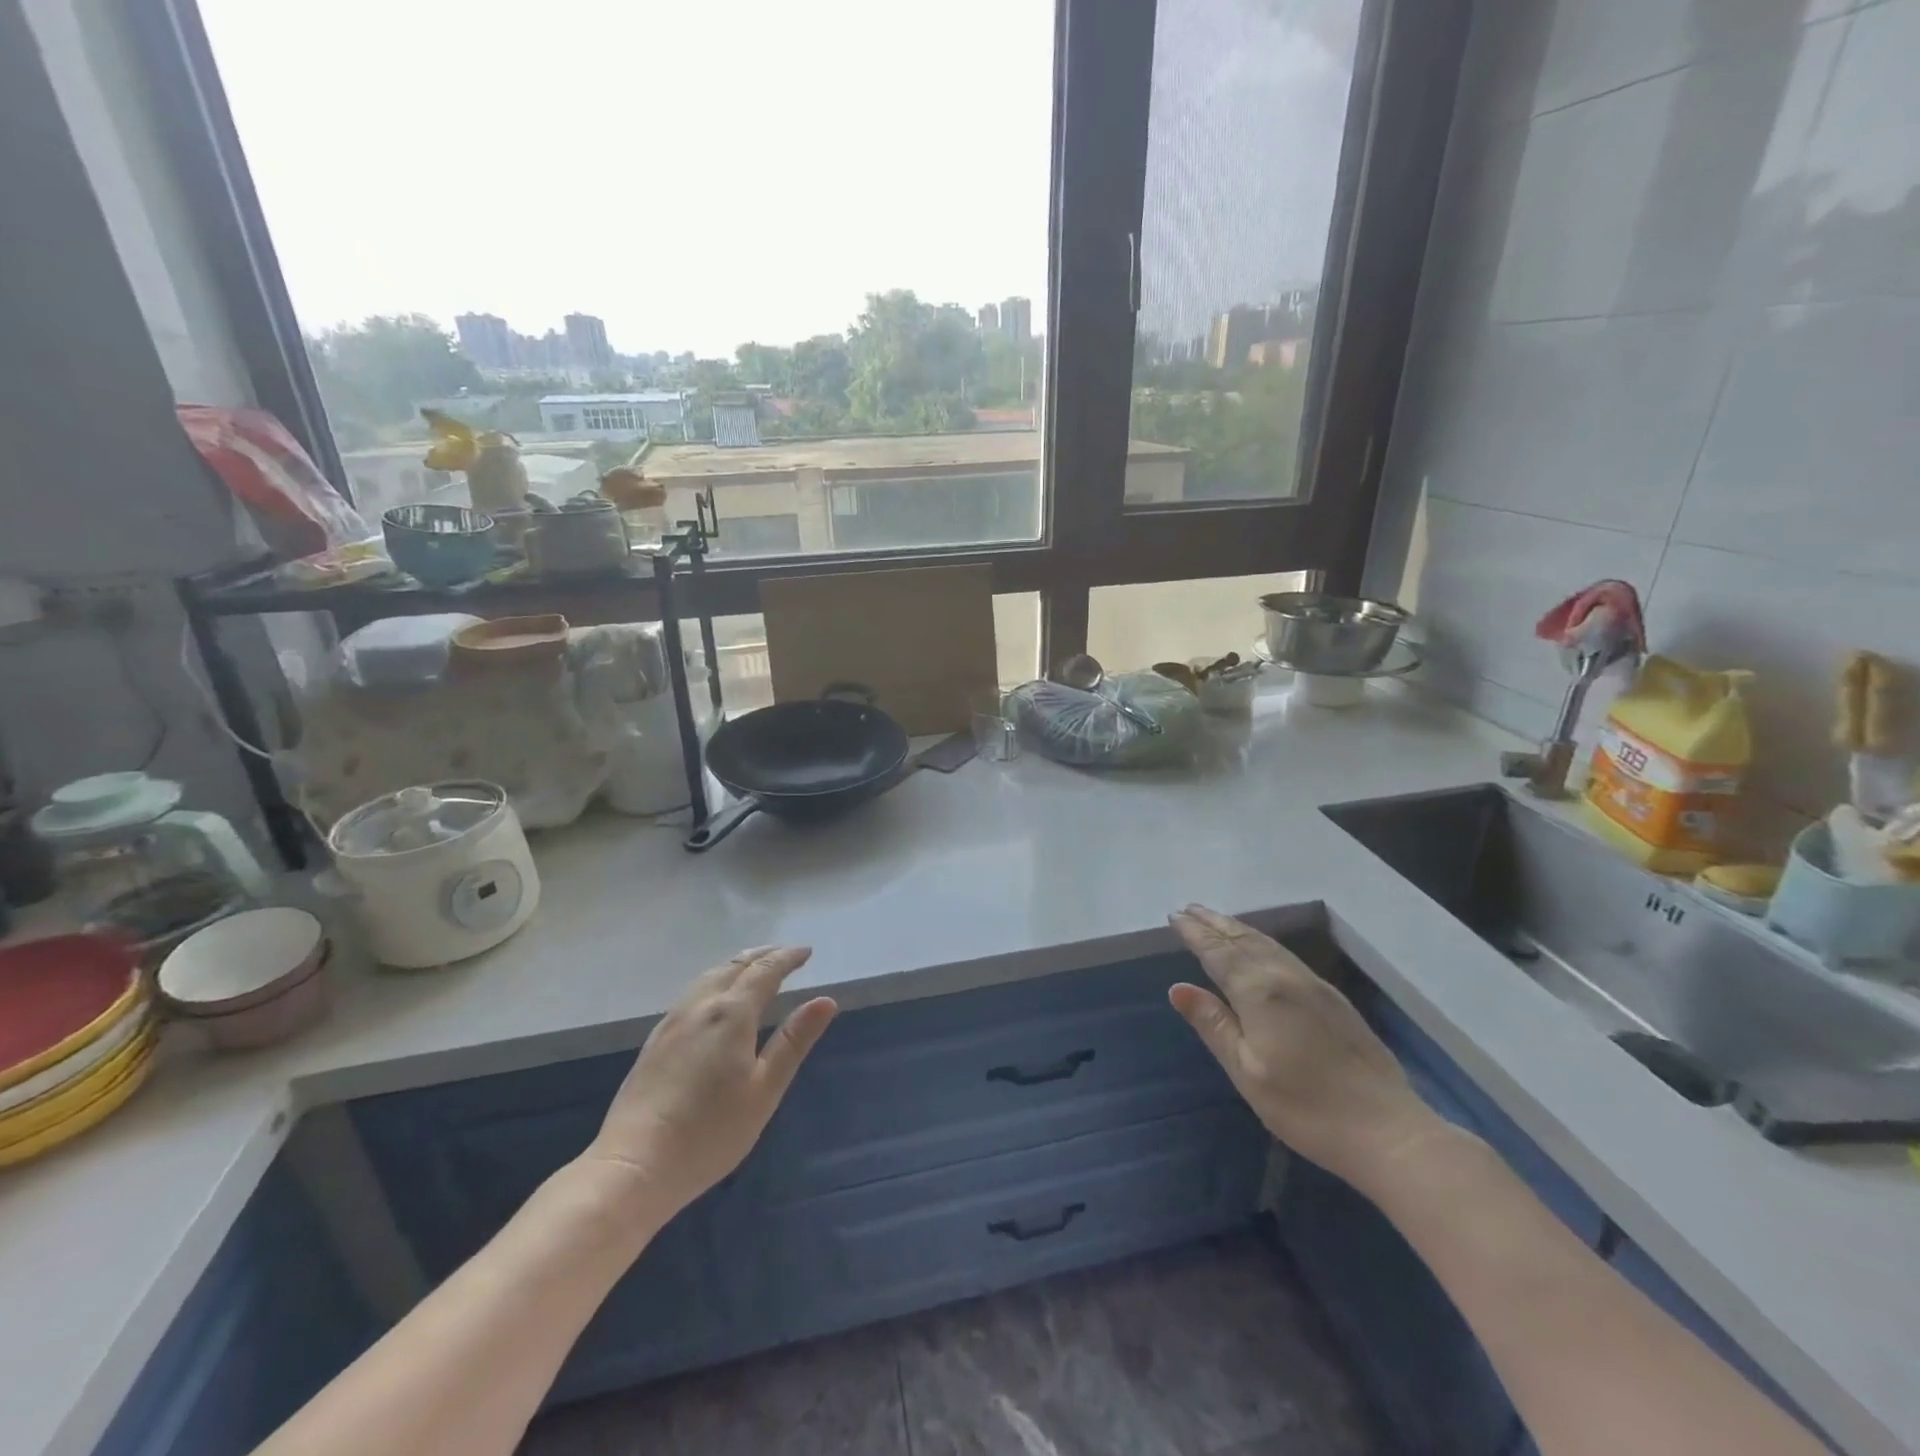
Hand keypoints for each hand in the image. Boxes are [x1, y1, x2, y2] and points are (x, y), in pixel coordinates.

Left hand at [579, 946, 836, 1221]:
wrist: (634, 1165)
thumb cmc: (710, 1131)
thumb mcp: (765, 1089)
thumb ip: (794, 1041)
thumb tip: (826, 1000)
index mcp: (732, 1013)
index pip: (765, 972)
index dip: (787, 958)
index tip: (806, 951)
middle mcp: (701, 1006)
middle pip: (734, 967)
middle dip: (762, 955)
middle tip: (784, 954)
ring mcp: (672, 1022)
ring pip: (709, 977)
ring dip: (736, 965)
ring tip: (753, 968)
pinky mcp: (655, 1041)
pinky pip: (692, 993)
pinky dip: (715, 981)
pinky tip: (714, 1000)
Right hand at [1167, 905, 1443, 1192]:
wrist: (1388, 1130)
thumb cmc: (1306, 1107)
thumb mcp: (1247, 1072)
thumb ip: (1213, 1025)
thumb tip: (1178, 989)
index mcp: (1259, 992)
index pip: (1218, 953)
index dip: (1195, 934)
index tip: (1174, 916)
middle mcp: (1285, 977)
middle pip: (1243, 940)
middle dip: (1214, 923)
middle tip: (1189, 908)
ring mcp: (1313, 985)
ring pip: (1267, 944)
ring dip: (1237, 928)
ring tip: (1216, 919)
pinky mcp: (1333, 999)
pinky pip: (1284, 954)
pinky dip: (1261, 941)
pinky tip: (1259, 947)